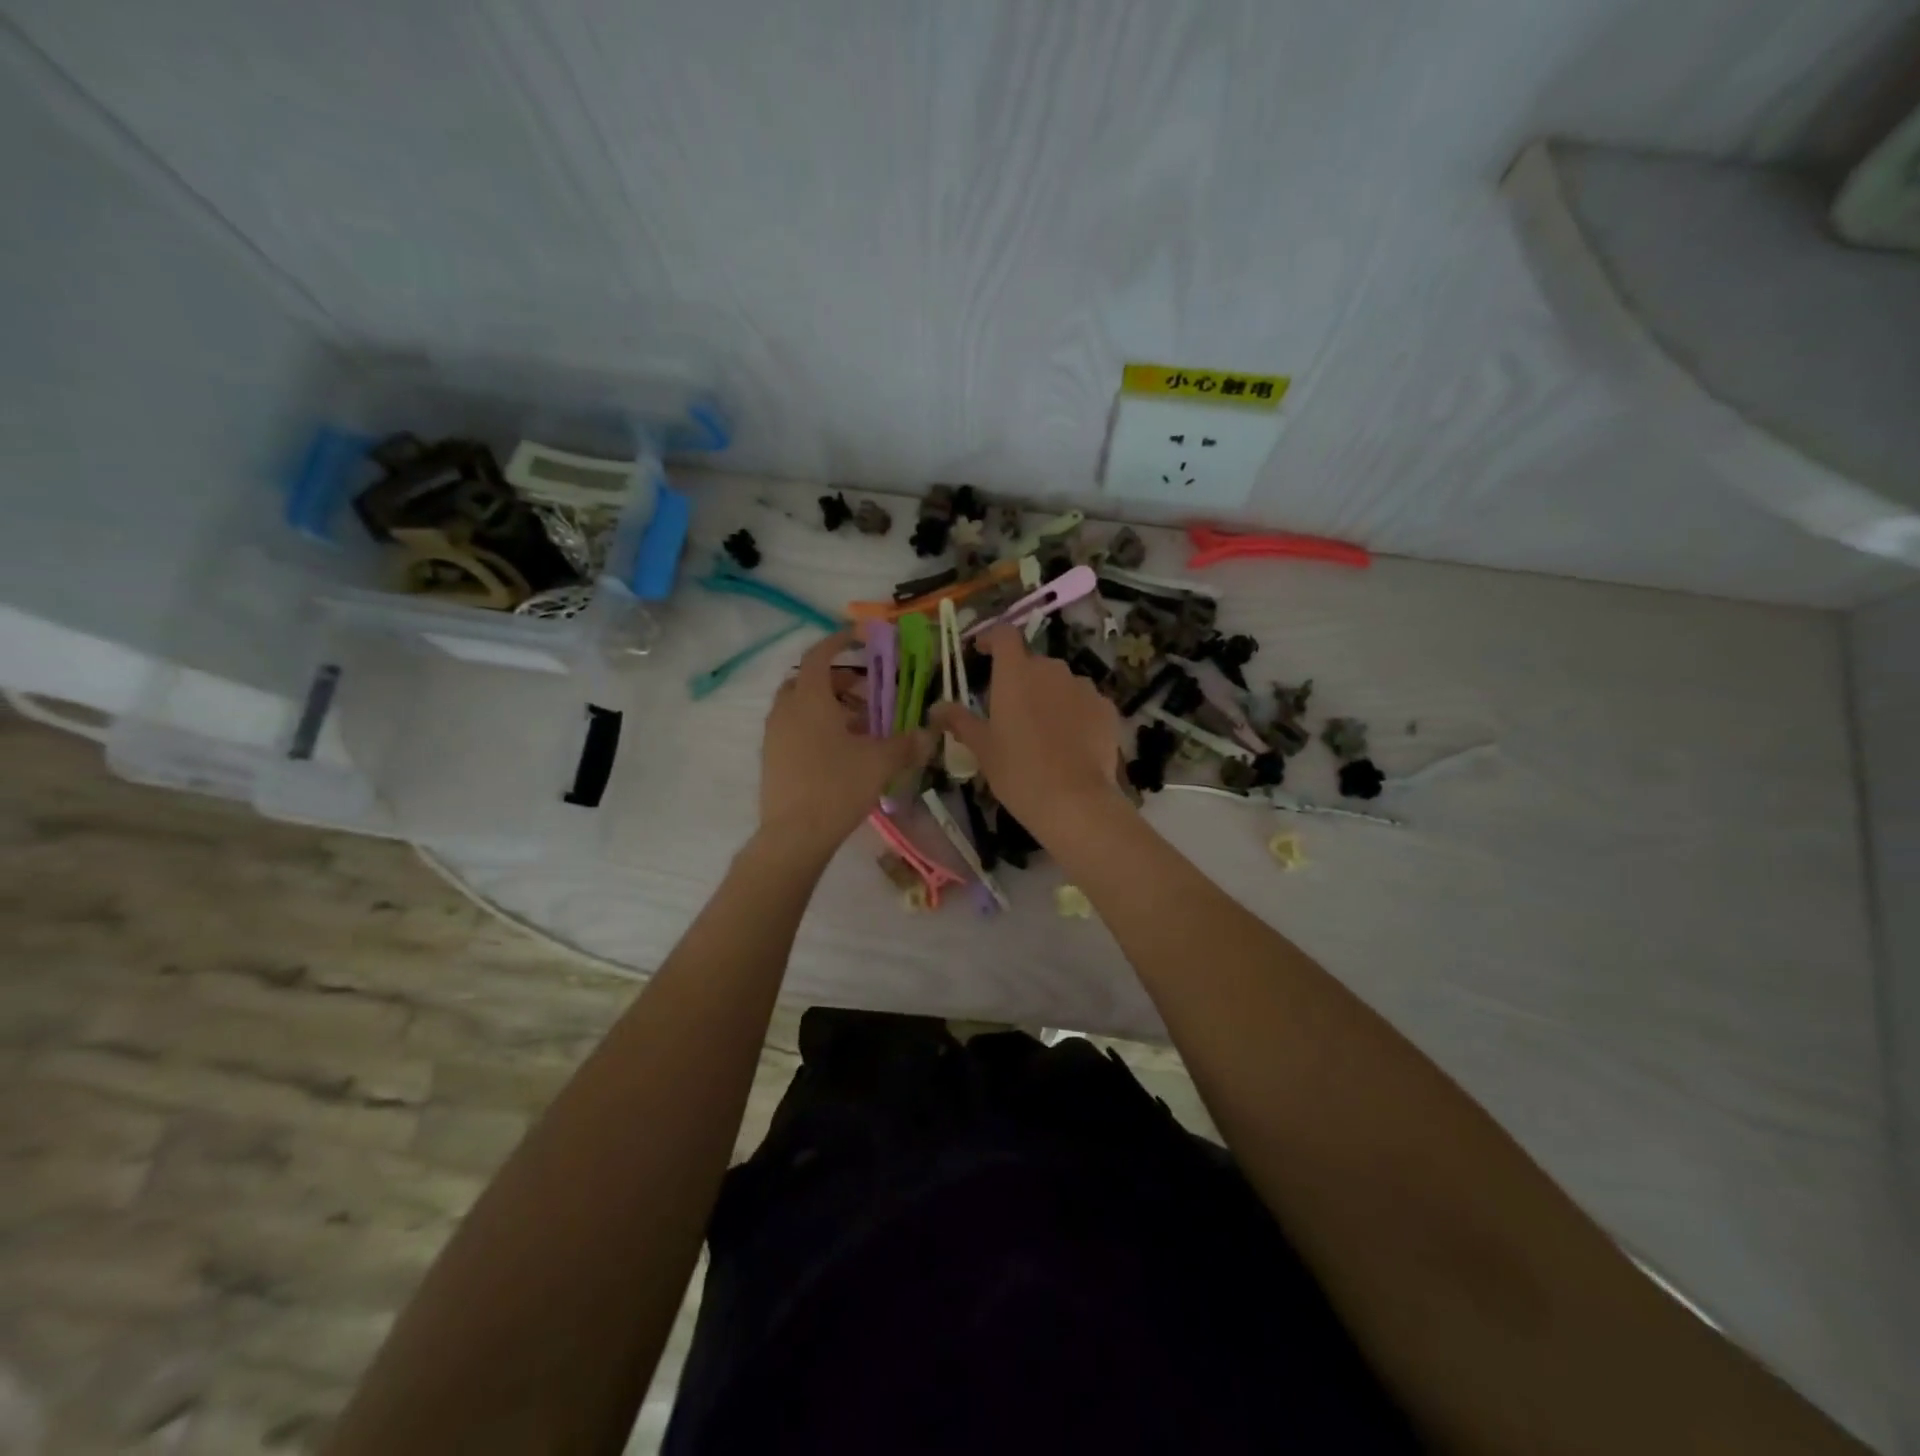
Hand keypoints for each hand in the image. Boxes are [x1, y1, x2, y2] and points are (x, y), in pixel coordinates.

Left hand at [757, 630, 932, 859]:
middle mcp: (786, 709)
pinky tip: (841, 751)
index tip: (858, 637)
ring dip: (828, 706)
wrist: (794, 835)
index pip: (820, 655)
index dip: (839, 641)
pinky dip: (816, 726)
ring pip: (800, 706)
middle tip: (867, 692)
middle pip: (808, 680)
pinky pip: (794, 728)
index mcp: (810, 699)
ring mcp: (774, 735)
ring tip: (860, 725)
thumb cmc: (837, 787)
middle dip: (838, 680)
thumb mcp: (880, 763)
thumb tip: (928, 734)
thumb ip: (906, 744)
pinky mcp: (771, 758)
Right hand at [928, 625, 1125, 834]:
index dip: (991, 638)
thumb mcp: (982, 748)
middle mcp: (1051, 669)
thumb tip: (936, 707)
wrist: (1074, 801)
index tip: (981, 652)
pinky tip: (1070, 743)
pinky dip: (1075, 714)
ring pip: (1060, 683)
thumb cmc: (1018, 771)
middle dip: (1020, 680)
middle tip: (1010, 712)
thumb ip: (959, 721)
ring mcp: (1083, 687)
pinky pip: (1085, 702)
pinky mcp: (1106, 708)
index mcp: (1015, 673)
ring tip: (1043, 731)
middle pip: (1032, 663)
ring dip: (1049, 697)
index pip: (1003, 634)